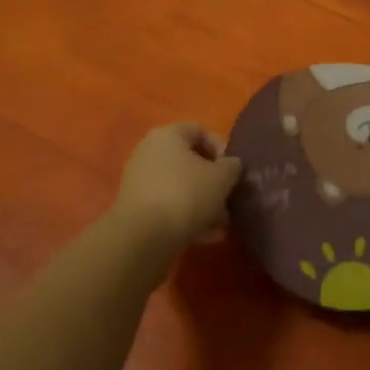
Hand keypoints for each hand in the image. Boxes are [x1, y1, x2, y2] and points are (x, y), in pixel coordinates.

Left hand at [113, 123, 241, 253]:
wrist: (142, 238)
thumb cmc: (185, 195)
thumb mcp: (221, 178)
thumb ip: (232, 167)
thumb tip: (231, 165)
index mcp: (168, 135)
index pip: (199, 130)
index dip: (220, 148)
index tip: (232, 170)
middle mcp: (149, 152)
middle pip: (189, 161)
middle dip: (212, 182)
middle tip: (228, 200)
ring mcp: (140, 181)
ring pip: (180, 186)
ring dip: (202, 203)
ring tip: (220, 224)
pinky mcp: (136, 208)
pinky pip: (167, 205)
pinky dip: (186, 217)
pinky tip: (205, 237)